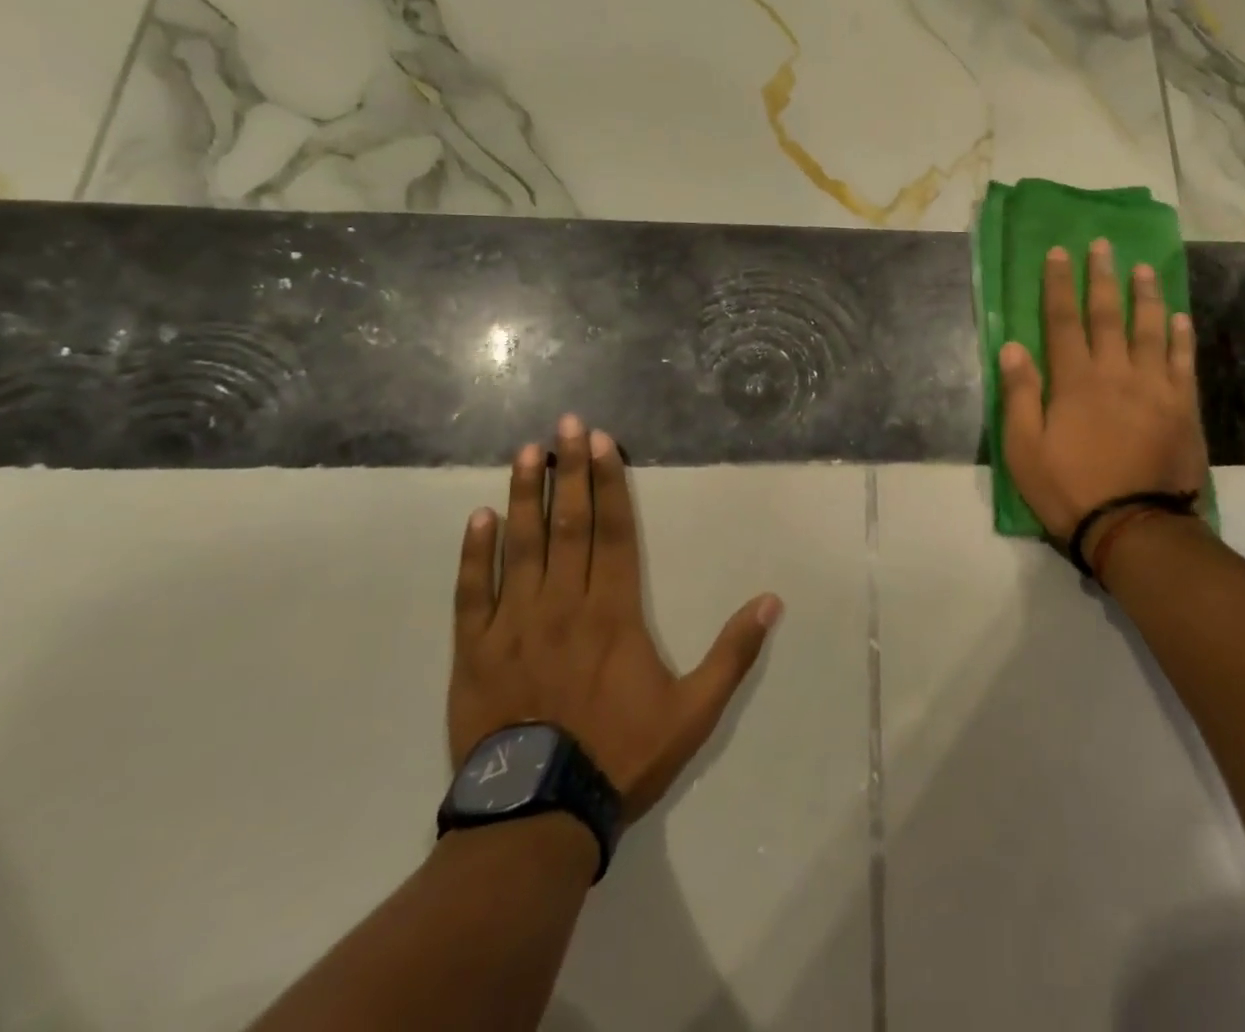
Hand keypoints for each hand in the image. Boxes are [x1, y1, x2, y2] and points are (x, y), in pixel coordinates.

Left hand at [449, 417, 782, 822]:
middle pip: (568, 524)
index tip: (599, 442)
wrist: (537, 819)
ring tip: (526, 452)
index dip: (607, 482)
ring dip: (524, 495)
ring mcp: (514, 625)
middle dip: (568, 471)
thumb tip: (772, 601)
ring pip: (521, 546)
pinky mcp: (475, 653)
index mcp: (614, 612)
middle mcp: (564, 604)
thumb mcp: (694, 711)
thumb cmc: (620, 756)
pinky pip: (472, 593)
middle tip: (563, 426)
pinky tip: (479, 518)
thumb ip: (733, 653)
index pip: (612, 531)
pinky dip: (474, 554)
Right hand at [998, 240, 1206, 548]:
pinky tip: (1180, 317)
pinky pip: (1181, 362)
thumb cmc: (1069, 489)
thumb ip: (1020, 395)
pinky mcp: (1181, 407)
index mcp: (1074, 381)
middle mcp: (1115, 372)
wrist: (1134, 527)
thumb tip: (1011, 346)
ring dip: (1146, 296)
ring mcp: (1154, 387)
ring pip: (1150, 330)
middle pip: (1108, 315)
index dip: (1058, 285)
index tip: (1059, 253)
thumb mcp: (1024, 449)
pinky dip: (1181, 337)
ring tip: (1143, 268)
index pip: (1062, 321)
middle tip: (1102, 246)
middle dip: (1102, 277)